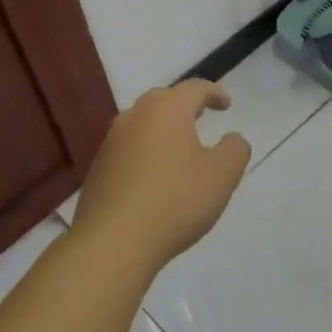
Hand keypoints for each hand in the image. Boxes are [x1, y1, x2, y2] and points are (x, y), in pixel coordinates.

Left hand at [73, 80, 252, 272]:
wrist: (113, 243)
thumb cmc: (175, 200)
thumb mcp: (222, 175)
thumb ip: (235, 150)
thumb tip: (233, 139)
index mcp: (166, 109)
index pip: (194, 89)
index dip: (214, 93)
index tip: (226, 104)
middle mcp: (134, 117)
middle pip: (163, 101)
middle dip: (184, 107)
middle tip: (200, 118)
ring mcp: (110, 143)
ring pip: (141, 125)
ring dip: (162, 131)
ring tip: (178, 149)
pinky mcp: (97, 170)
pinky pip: (127, 151)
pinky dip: (144, 155)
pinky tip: (154, 178)